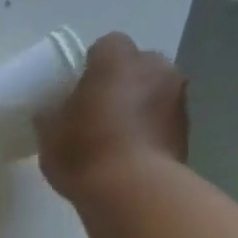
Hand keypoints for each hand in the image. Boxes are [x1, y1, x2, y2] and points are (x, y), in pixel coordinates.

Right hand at [36, 32, 189, 203]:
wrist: (133, 191)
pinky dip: (150, 126)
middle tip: (97, 110)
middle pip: (136, 64)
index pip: (105, 46)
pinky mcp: (187, 126)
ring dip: (139, 103)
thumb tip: (53, 111)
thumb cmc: (84, 153)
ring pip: (153, 89)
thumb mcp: (49, 134)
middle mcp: (154, 67)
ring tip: (115, 135)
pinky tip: (131, 151)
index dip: (90, 66)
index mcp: (116, 60)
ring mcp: (177, 95)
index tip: (77, 90)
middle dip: (121, 81)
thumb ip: (52, 114)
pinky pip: (163, 116)